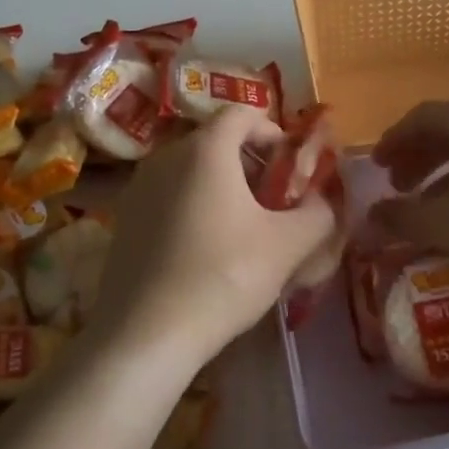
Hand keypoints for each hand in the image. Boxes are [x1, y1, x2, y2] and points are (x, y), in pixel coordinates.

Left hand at [91, 107, 335, 367]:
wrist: (145, 334)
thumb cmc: (223, 277)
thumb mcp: (288, 246)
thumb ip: (318, 214)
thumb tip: (324, 202)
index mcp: (205, 149)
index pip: (243, 113)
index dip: (273, 132)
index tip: (290, 169)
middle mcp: (166, 155)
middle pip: (216, 140)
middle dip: (251, 163)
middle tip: (273, 202)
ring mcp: (138, 186)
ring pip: (191, 169)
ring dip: (222, 186)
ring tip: (243, 228)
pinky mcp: (124, 218)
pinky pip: (169, 195)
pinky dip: (194, 205)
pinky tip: (206, 250)